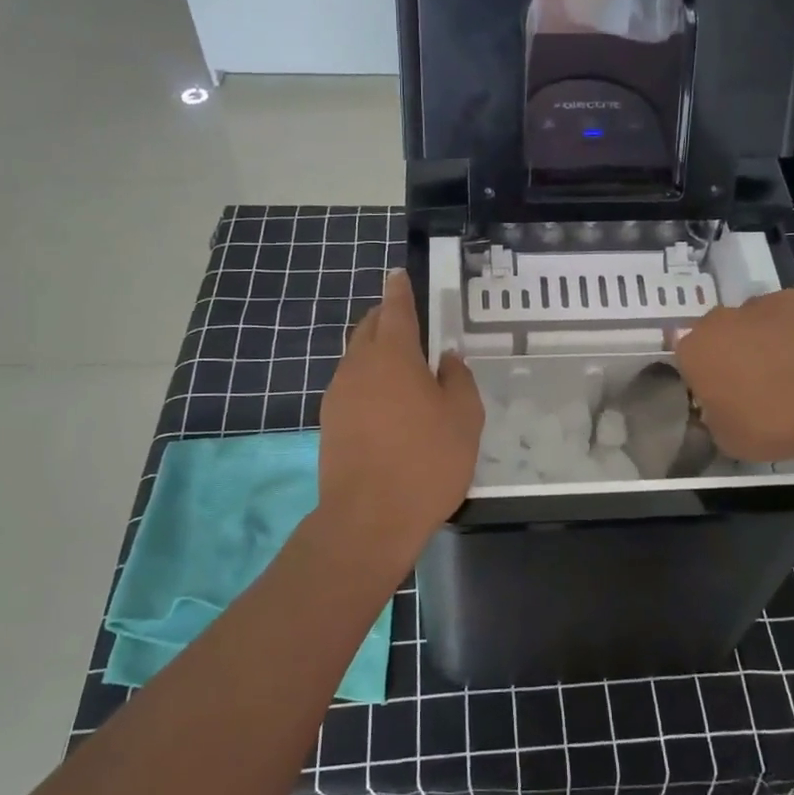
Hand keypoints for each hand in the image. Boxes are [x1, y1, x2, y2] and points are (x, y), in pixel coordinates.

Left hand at [316, 269, 483, 564]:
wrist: (368, 519)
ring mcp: (338, 394)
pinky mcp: (329, 422)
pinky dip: (367, 380)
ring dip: (375, 351)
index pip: (396, 309)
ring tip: (401, 367)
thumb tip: (447, 358)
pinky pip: (350, 385)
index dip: (399, 290)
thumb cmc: (426, 462)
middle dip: (385, 317)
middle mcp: (359, 365)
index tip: (397, 274)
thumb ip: (458, 379)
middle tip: (407, 321)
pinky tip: (385, 404)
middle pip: (368, 328)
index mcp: (394, 355)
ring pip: (356, 357)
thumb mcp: (464, 418)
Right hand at [673, 288, 793, 462]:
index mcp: (695, 351)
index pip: (687, 360)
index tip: (721, 397)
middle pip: (718, 334)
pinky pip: (788, 315)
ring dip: (762, 339)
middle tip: (754, 384)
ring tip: (790, 370)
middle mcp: (721, 319)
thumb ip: (714, 418)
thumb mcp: (729, 440)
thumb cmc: (776, 424)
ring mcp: (763, 304)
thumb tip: (719, 408)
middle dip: (730, 352)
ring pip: (753, 320)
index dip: (703, 378)